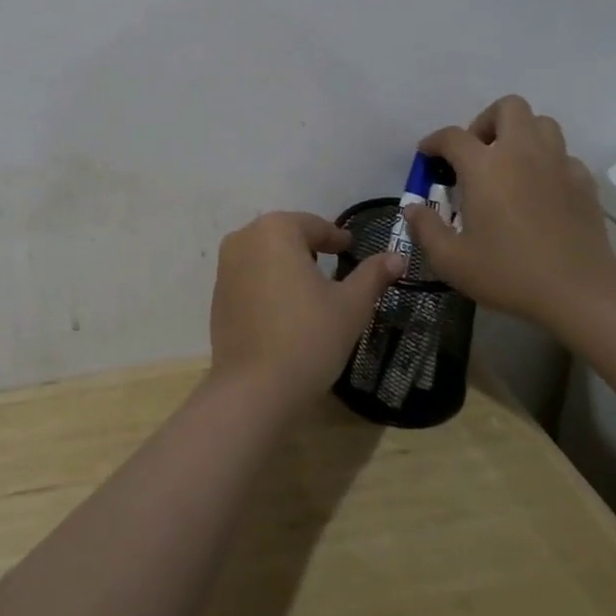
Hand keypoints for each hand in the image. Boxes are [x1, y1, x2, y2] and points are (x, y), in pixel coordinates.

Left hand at [209, 211, 404, 412]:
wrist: (254, 389)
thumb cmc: (309, 338)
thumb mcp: (351, 306)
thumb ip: (373, 275)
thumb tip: (397, 256)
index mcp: (275, 230)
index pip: (314, 225)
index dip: (336, 238)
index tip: (351, 249)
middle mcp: (244, 238)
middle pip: (285, 235)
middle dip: (309, 247)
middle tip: (334, 265)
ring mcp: (225, 266)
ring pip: (265, 254)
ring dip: (287, 264)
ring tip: (311, 287)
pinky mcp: (217, 294)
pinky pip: (249, 276)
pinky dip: (268, 283)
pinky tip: (285, 308)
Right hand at [403, 95, 615, 330]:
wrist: (581, 293)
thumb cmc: (509, 272)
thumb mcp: (451, 259)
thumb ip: (425, 229)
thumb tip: (412, 208)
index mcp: (485, 166)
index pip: (452, 136)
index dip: (435, 142)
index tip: (427, 156)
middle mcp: (521, 153)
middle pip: (507, 108)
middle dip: (486, 121)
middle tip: (476, 153)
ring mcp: (558, 164)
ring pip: (542, 124)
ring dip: (521, 134)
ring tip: (508, 165)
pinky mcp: (584, 183)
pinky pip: (563, 156)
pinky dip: (547, 163)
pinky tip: (539, 190)